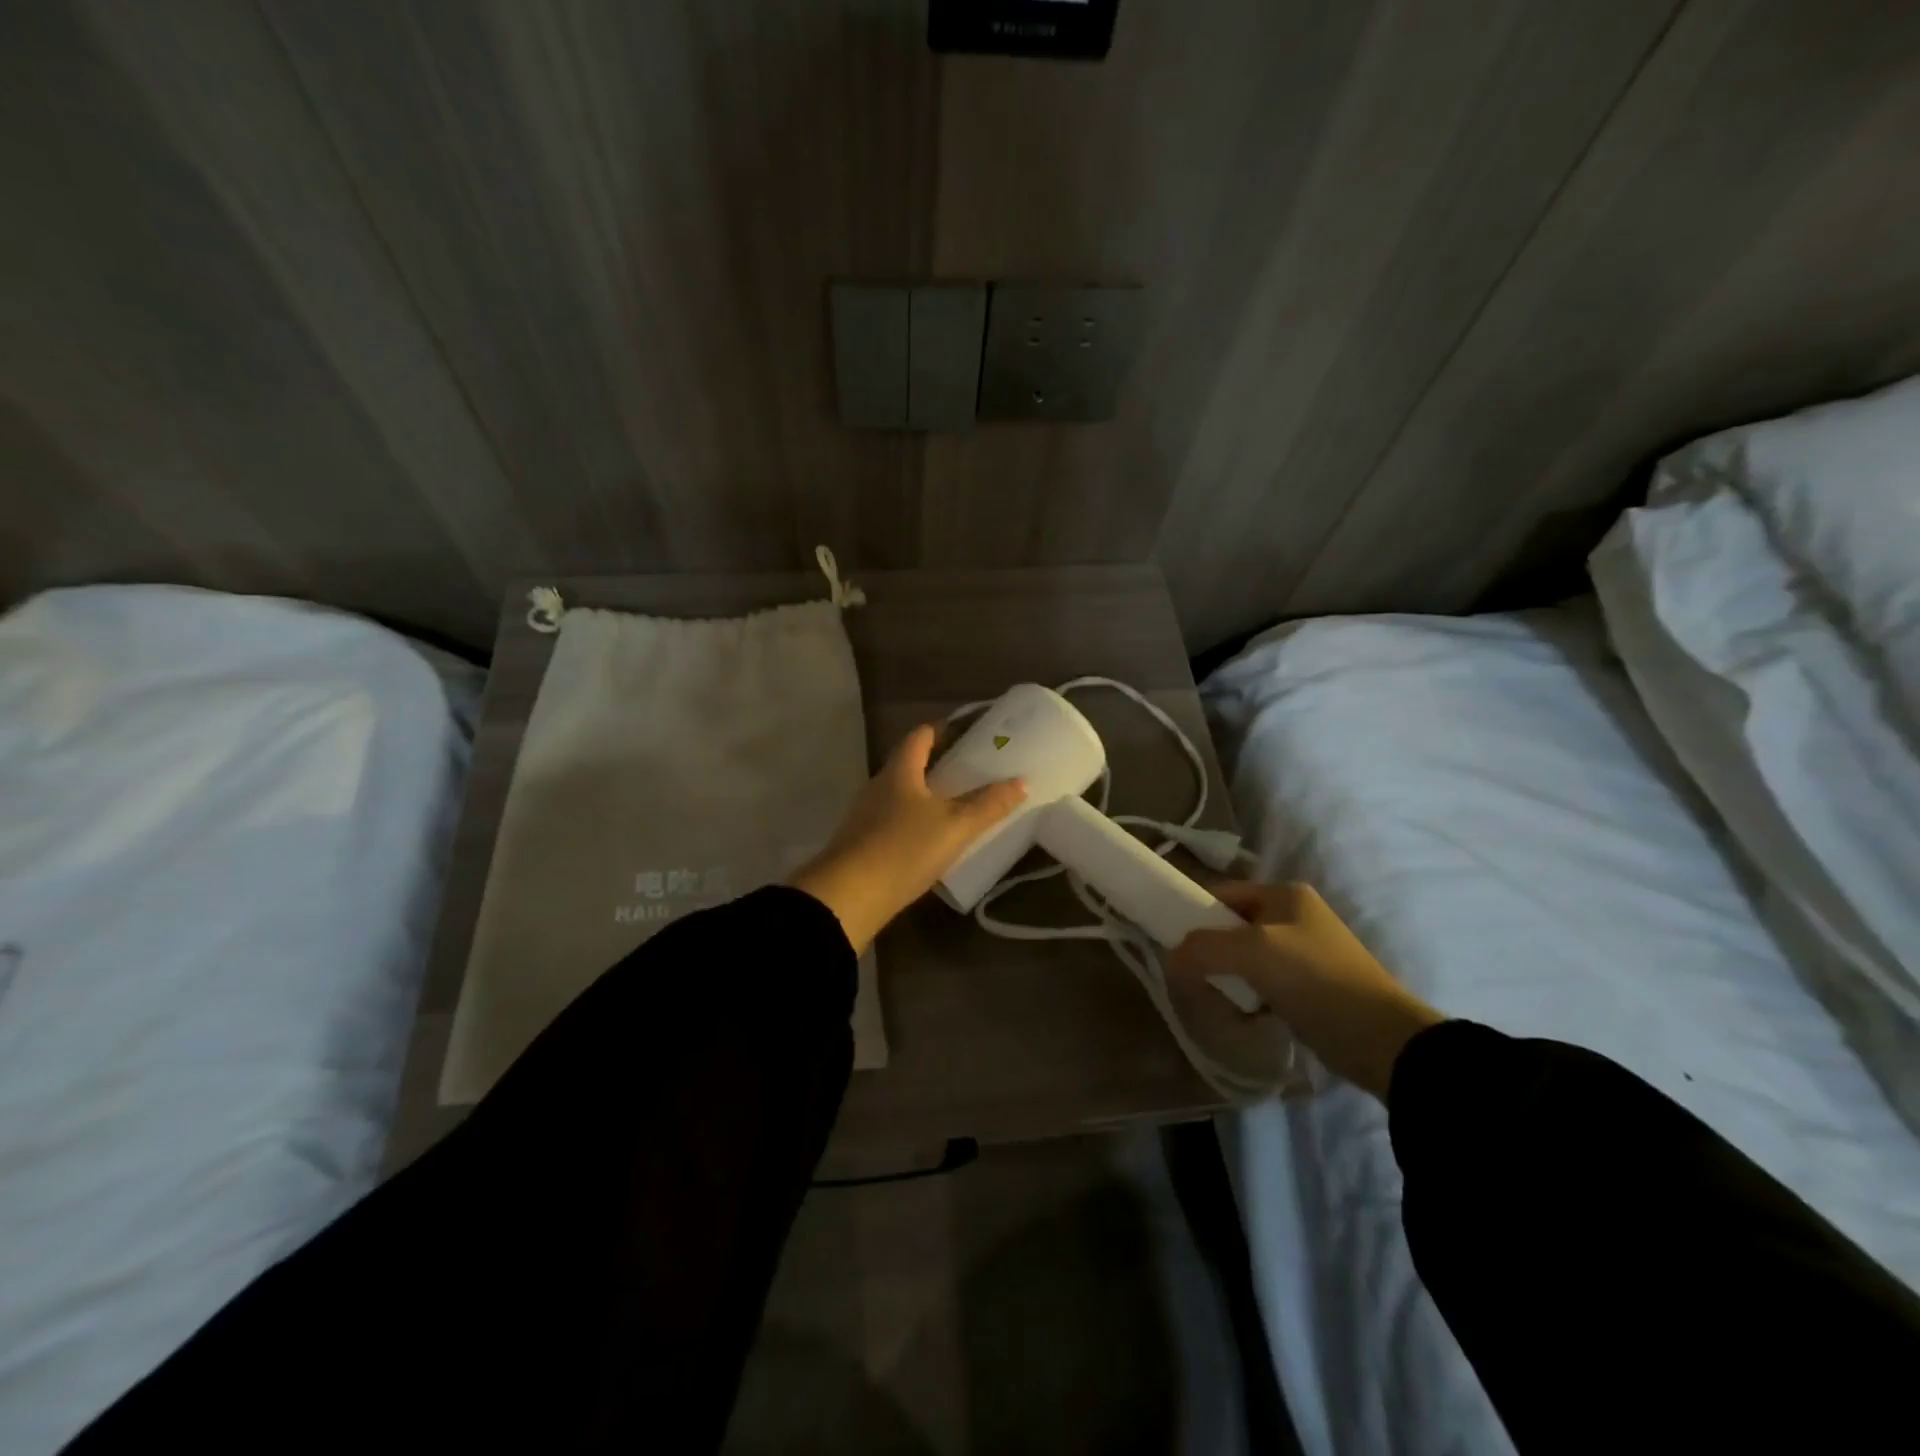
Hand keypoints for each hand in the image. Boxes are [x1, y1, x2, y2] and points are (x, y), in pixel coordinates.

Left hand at [788, 725, 1026, 953]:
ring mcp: (865, 814)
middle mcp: (879, 785)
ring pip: (901, 794)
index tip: (969, 733)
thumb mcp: (954, 827)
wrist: (848, 897)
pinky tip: (930, 838)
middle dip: (939, 764)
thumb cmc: (903, 849)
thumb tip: (1021, 782)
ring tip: (957, 804)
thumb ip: (988, 805)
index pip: (920, 736)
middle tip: (973, 771)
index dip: (943, 730)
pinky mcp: (861, 842)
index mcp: (900, 770)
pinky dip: (913, 820)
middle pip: (909, 764)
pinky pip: (893, 819)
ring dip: (925, 794)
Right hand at [1169, 882, 1443, 1099]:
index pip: (1222, 893)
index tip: (1173, 943)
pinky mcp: (1311, 987)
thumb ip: (1203, 948)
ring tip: (1220, 1000)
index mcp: (1284, 894)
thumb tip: (1170, 957)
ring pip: (1246, 958)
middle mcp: (1295, 916)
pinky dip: (1249, 998)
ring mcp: (1305, 952)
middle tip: (1193, 976)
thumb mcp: (1251, 953)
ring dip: (1228, 978)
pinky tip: (1245, 1016)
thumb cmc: (1314, 979)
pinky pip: (1264, 984)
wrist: (1381, 1039)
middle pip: (1232, 926)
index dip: (1194, 914)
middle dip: (1210, 952)